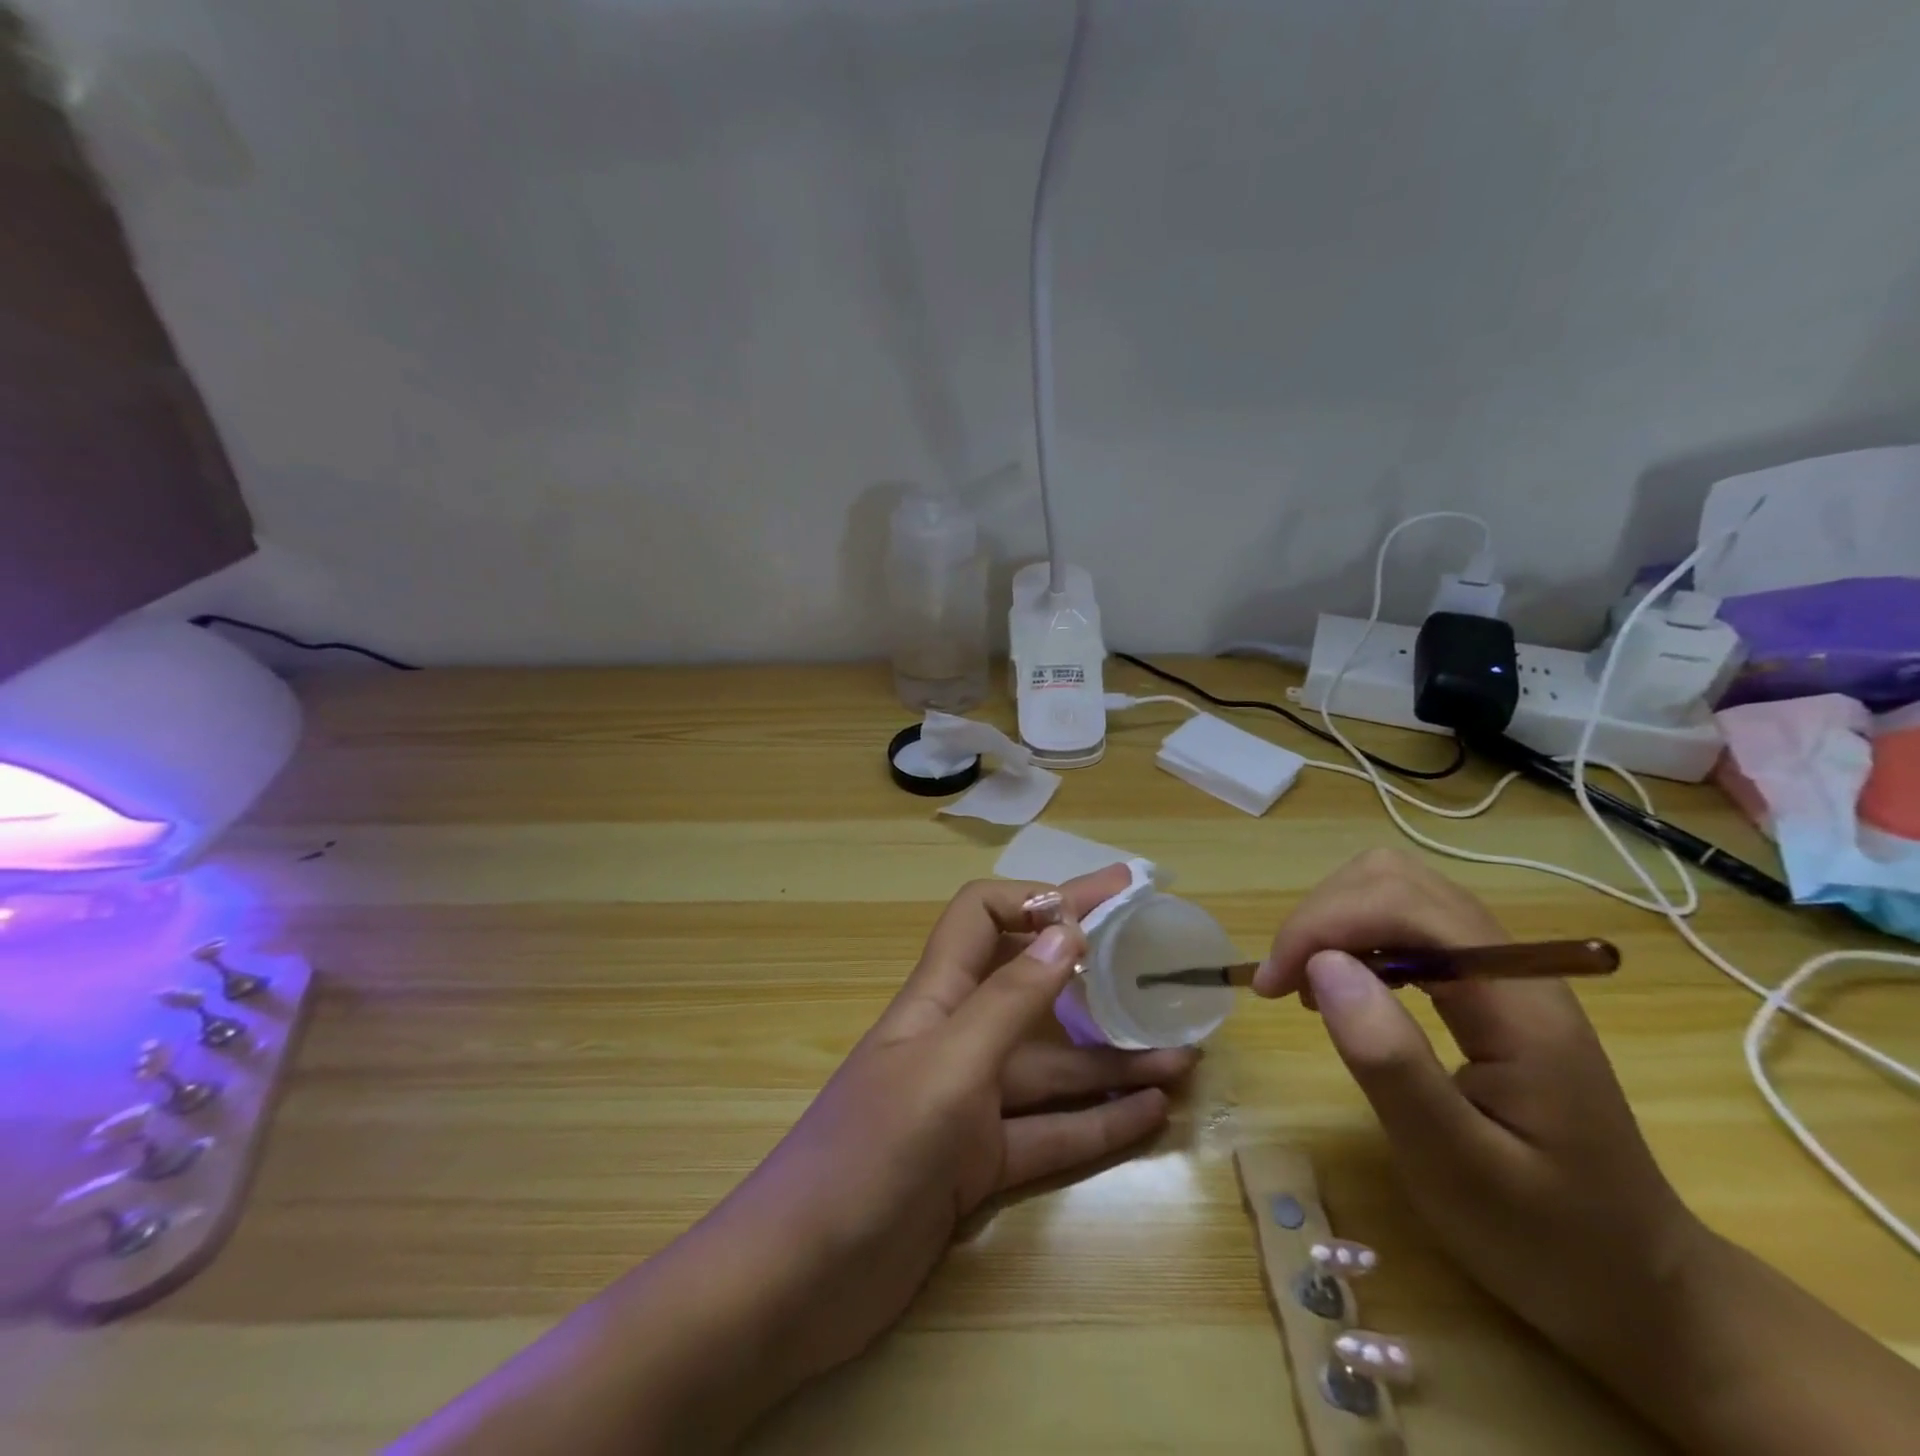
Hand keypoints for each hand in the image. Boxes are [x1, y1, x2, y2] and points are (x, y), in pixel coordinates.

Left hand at [743, 865, 1198, 1381]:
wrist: (799, 1281)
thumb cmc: (870, 1154)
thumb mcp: (946, 1069)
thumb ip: (1008, 1003)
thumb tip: (1068, 931)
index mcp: (938, 998)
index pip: (981, 915)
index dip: (1034, 900)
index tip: (1098, 907)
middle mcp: (957, 1038)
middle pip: (1030, 985)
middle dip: (1091, 964)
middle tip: (1159, 950)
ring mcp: (969, 1104)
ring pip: (1052, 1068)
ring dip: (1114, 1058)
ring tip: (1184, 1054)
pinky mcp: (978, 1165)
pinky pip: (1050, 1133)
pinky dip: (1098, 1121)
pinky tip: (1153, 1113)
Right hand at [1256, 849, 1705, 1387]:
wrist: (1639, 1284)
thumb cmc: (1548, 1240)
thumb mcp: (1458, 1168)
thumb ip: (1392, 1063)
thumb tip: (1323, 965)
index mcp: (1518, 1005)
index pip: (1406, 905)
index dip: (1325, 924)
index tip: (1272, 985)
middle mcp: (1514, 966)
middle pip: (1397, 880)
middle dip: (1323, 916)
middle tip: (1283, 983)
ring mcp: (1503, 971)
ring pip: (1398, 890)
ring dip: (1335, 922)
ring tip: (1305, 986)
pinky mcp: (1487, 985)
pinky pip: (1407, 924)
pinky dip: (1356, 938)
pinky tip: (1344, 989)